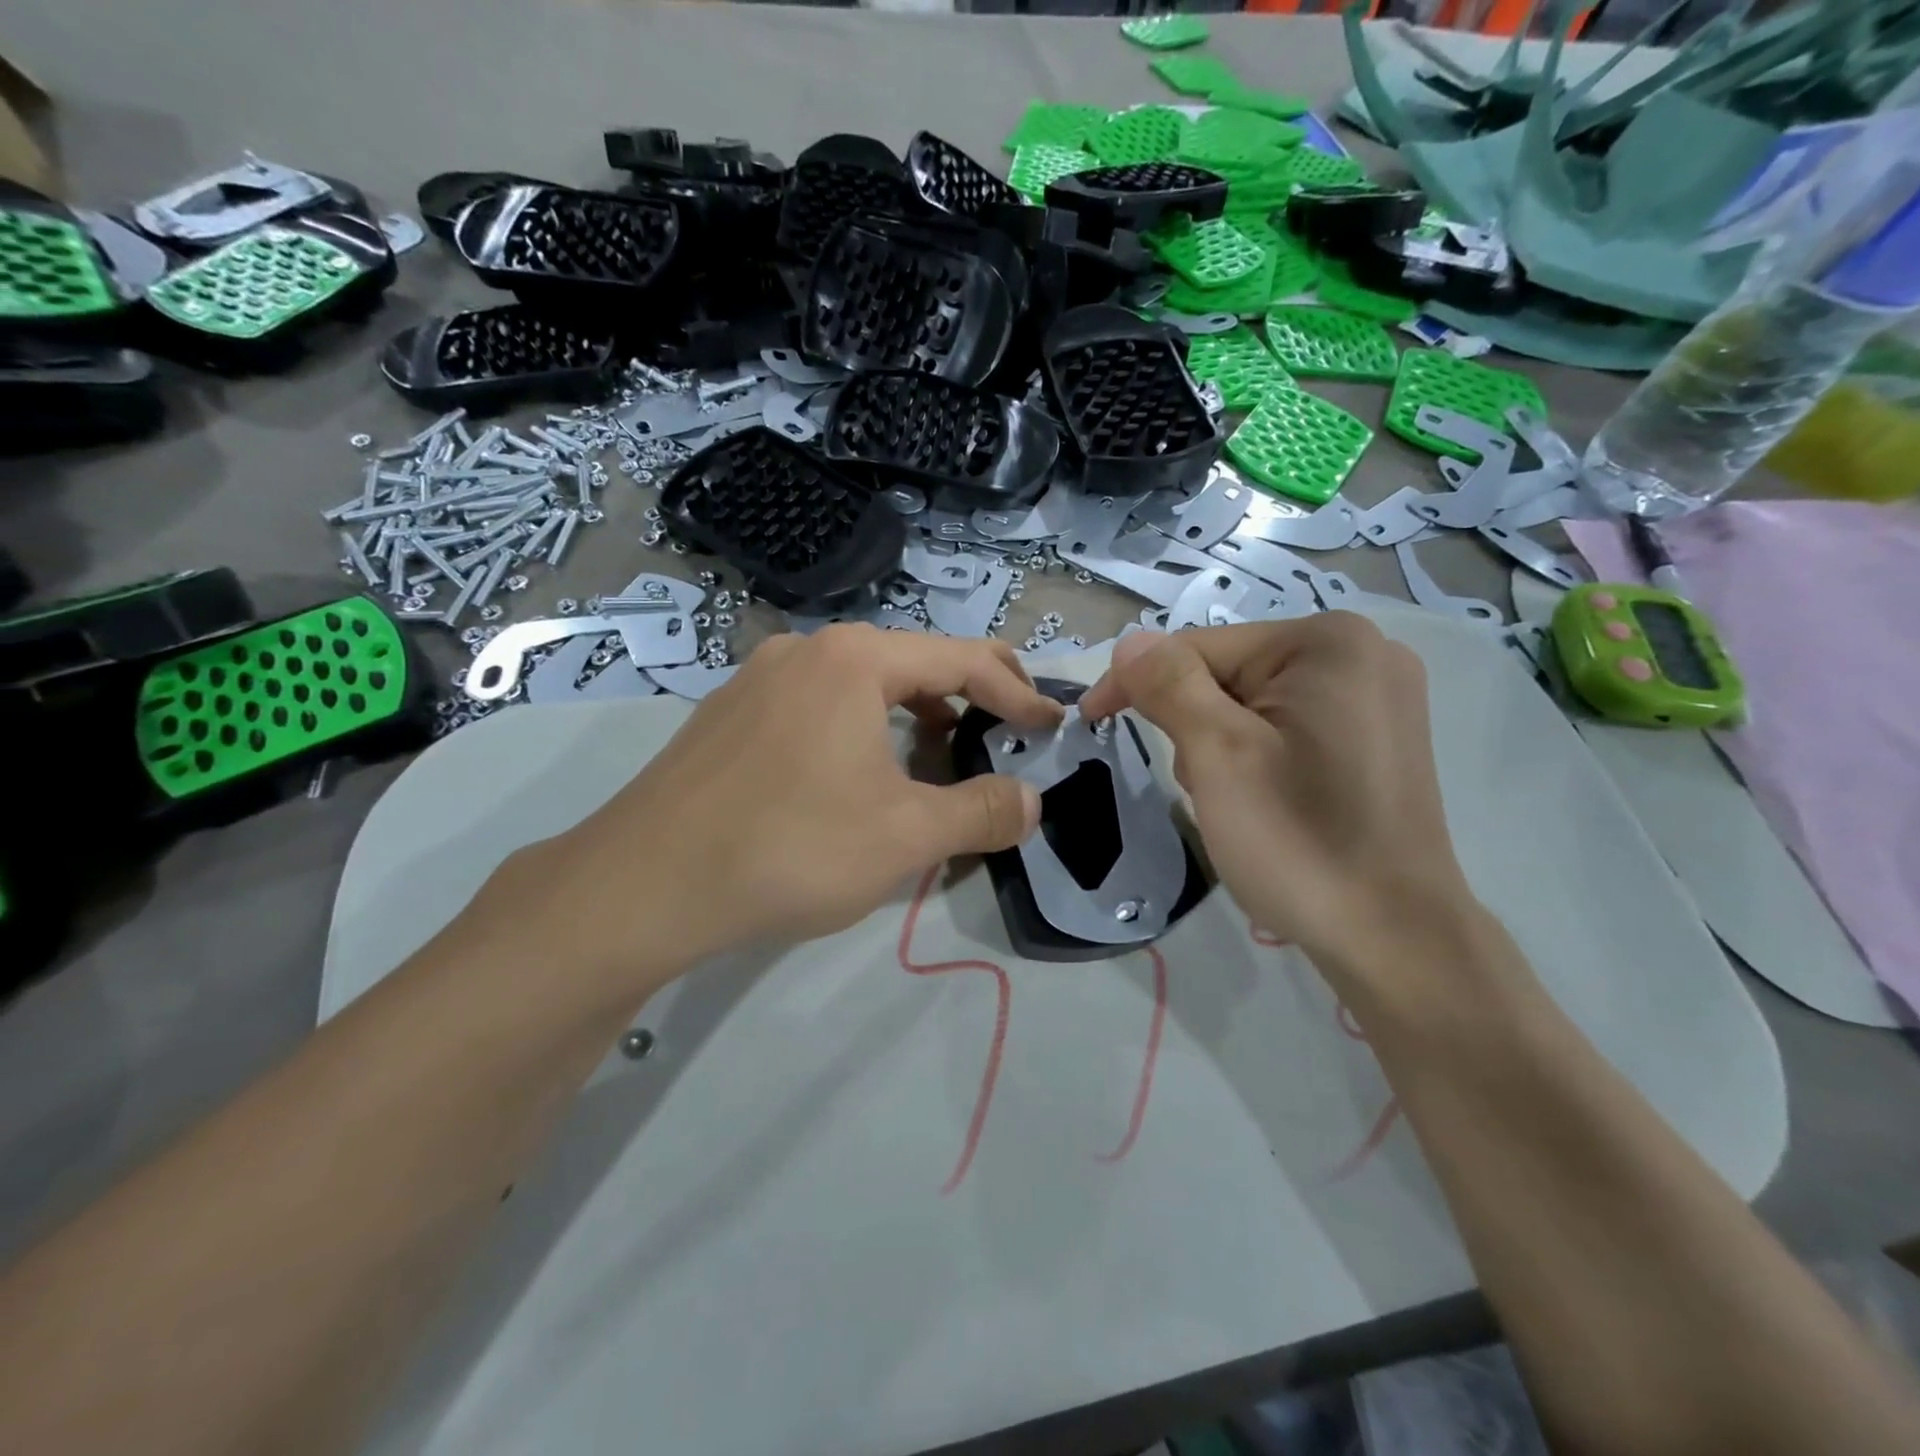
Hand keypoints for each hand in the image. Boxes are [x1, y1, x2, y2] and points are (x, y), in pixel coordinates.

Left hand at [500, 626, 1063, 987]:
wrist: (646, 884)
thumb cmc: (792, 847)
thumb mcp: (907, 836)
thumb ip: (982, 813)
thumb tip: (1032, 802)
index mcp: (855, 660)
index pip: (961, 660)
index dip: (1016, 693)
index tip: (1051, 725)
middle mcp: (806, 651)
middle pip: (910, 662)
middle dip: (967, 694)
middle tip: (1007, 723)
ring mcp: (759, 679)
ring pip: (861, 684)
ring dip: (912, 713)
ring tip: (939, 754)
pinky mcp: (729, 715)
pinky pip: (818, 706)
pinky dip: (862, 728)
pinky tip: (861, 773)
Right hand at [1078, 616, 1473, 966]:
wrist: (1393, 938)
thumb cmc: (1300, 841)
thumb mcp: (1218, 756)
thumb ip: (1168, 686)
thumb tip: (1130, 642)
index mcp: (1328, 642)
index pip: (1200, 646)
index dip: (1137, 682)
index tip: (1091, 721)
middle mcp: (1362, 653)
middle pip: (1229, 673)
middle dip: (1193, 725)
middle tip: (1202, 789)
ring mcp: (1377, 697)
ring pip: (1253, 703)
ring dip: (1221, 746)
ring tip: (1236, 803)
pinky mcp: (1376, 738)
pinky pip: (1287, 726)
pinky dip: (1256, 756)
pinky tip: (1267, 802)